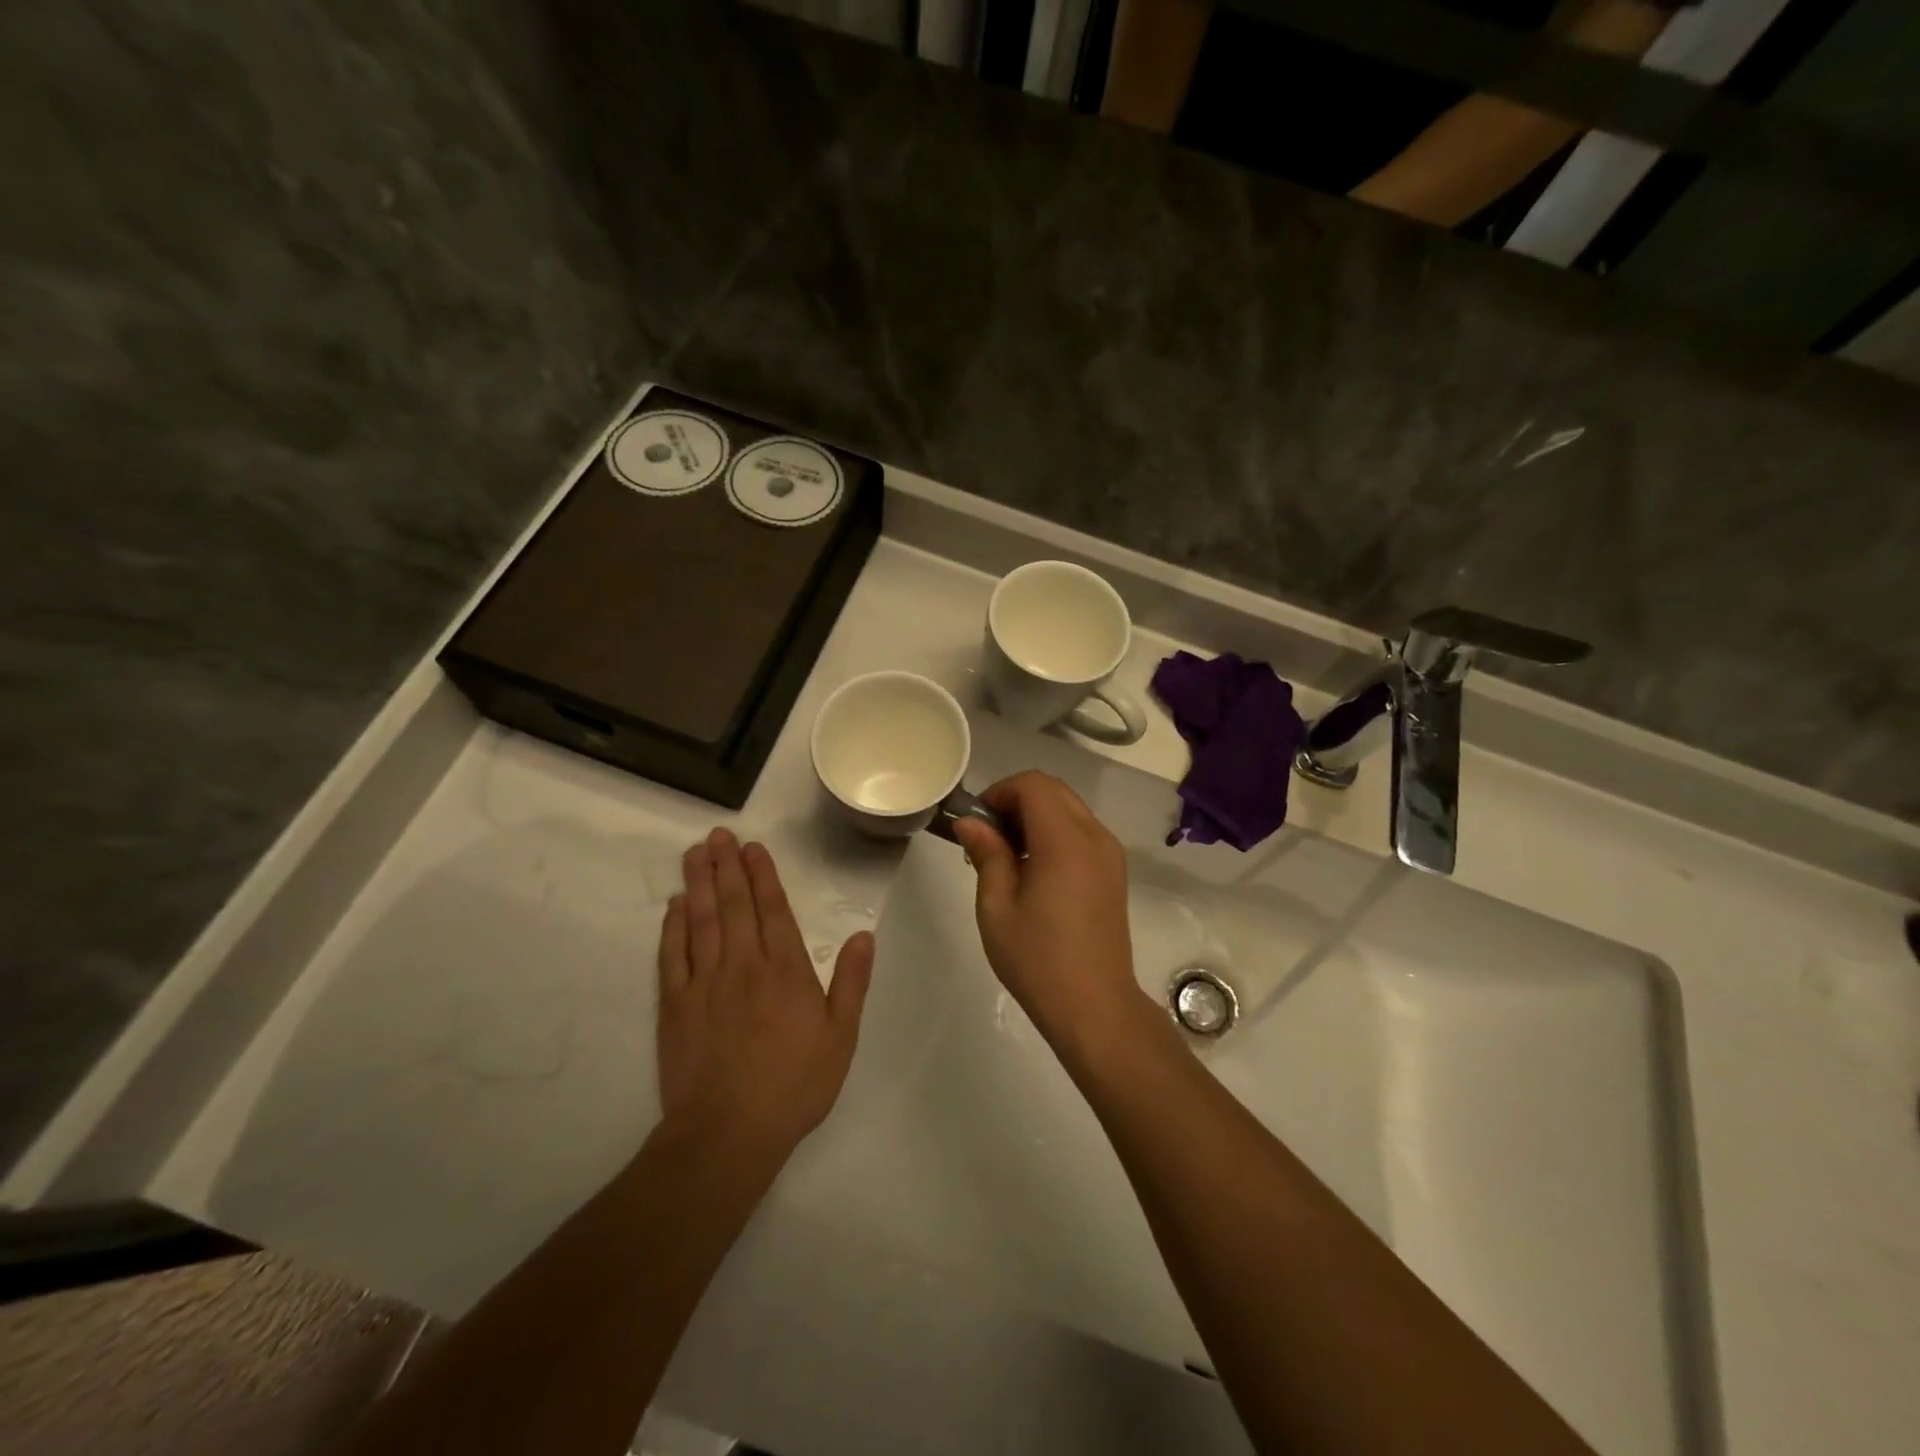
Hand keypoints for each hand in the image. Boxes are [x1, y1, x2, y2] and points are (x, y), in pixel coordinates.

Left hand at [656, 828, 873, 1161]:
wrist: (728, 1132)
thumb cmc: (794, 1084)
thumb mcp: (841, 1036)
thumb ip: (852, 981)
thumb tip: (863, 934)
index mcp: (785, 969)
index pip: (773, 909)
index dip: (762, 875)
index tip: (753, 847)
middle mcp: (743, 964)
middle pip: (733, 904)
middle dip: (727, 866)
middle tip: (718, 835)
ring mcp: (704, 982)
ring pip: (700, 920)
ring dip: (698, 883)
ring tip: (695, 853)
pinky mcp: (675, 1005)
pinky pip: (672, 955)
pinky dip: (672, 926)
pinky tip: (674, 906)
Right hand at [951, 773, 1150, 1051]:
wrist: (1094, 1006)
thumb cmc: (1038, 959)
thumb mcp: (997, 907)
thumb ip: (987, 854)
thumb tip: (970, 822)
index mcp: (1065, 841)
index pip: (1033, 785)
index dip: (1001, 792)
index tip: (978, 822)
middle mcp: (1094, 836)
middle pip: (1054, 790)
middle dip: (1017, 800)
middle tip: (989, 837)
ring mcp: (1110, 854)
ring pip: (1070, 808)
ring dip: (1037, 816)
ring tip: (1009, 856)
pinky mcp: (1114, 872)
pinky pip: (1082, 831)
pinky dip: (1055, 833)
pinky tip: (1036, 870)